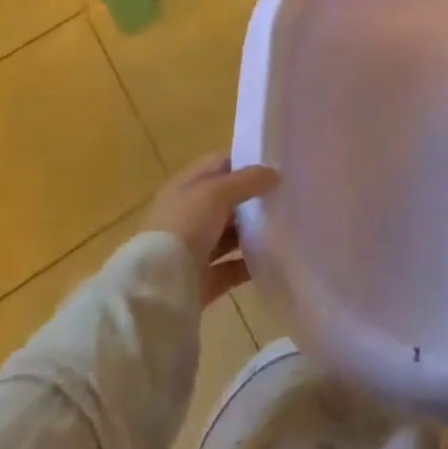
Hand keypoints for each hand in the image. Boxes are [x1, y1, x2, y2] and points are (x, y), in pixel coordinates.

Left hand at [146, 152, 277, 305]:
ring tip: (286, 224)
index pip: (219, 164)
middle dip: (254, 197)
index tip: (277, 163)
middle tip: (288, 193)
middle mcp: (188, 215)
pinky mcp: (202, 280)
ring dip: (253, 231)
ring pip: (230, 234)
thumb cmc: (185, 225)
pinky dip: (250, 263)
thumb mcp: (217, 192)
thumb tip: (275, 174)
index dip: (246, 161)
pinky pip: (232, 267)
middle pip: (227, 200)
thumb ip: (248, 180)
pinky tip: (274, 257)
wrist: (159, 287)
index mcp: (185, 187)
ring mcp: (194, 249)